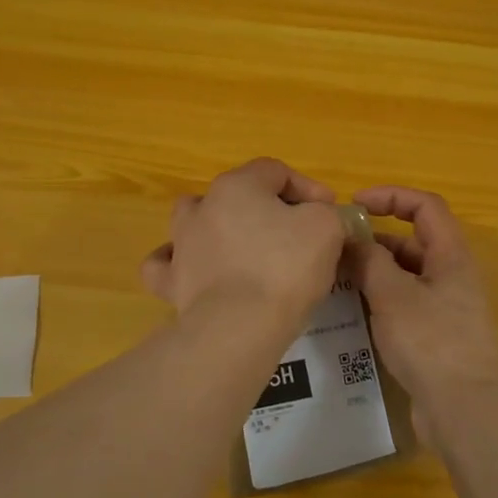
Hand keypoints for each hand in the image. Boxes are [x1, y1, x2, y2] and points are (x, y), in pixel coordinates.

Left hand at [140, 158, 345, 326]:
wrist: (239, 327)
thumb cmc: (285, 267)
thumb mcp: (326, 227)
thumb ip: (328, 214)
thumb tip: (324, 219)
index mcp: (237, 186)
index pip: (275, 171)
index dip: (308, 188)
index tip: (329, 212)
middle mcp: (202, 207)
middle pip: (237, 194)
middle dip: (267, 208)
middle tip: (295, 234)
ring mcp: (181, 245)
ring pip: (196, 221)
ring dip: (221, 229)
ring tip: (246, 251)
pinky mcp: (171, 283)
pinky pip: (168, 264)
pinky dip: (181, 263)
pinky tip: (197, 270)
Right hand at [347, 186, 497, 430]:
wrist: (466, 409)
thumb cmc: (432, 341)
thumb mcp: (393, 294)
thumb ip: (369, 261)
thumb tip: (351, 240)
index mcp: (451, 255)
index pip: (425, 206)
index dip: (391, 196)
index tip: (354, 204)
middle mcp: (451, 276)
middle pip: (412, 242)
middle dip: (375, 239)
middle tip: (335, 249)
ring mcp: (445, 309)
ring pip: (405, 276)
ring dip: (374, 272)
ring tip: (335, 279)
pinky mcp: (435, 337)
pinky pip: (403, 306)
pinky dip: (379, 301)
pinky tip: (351, 313)